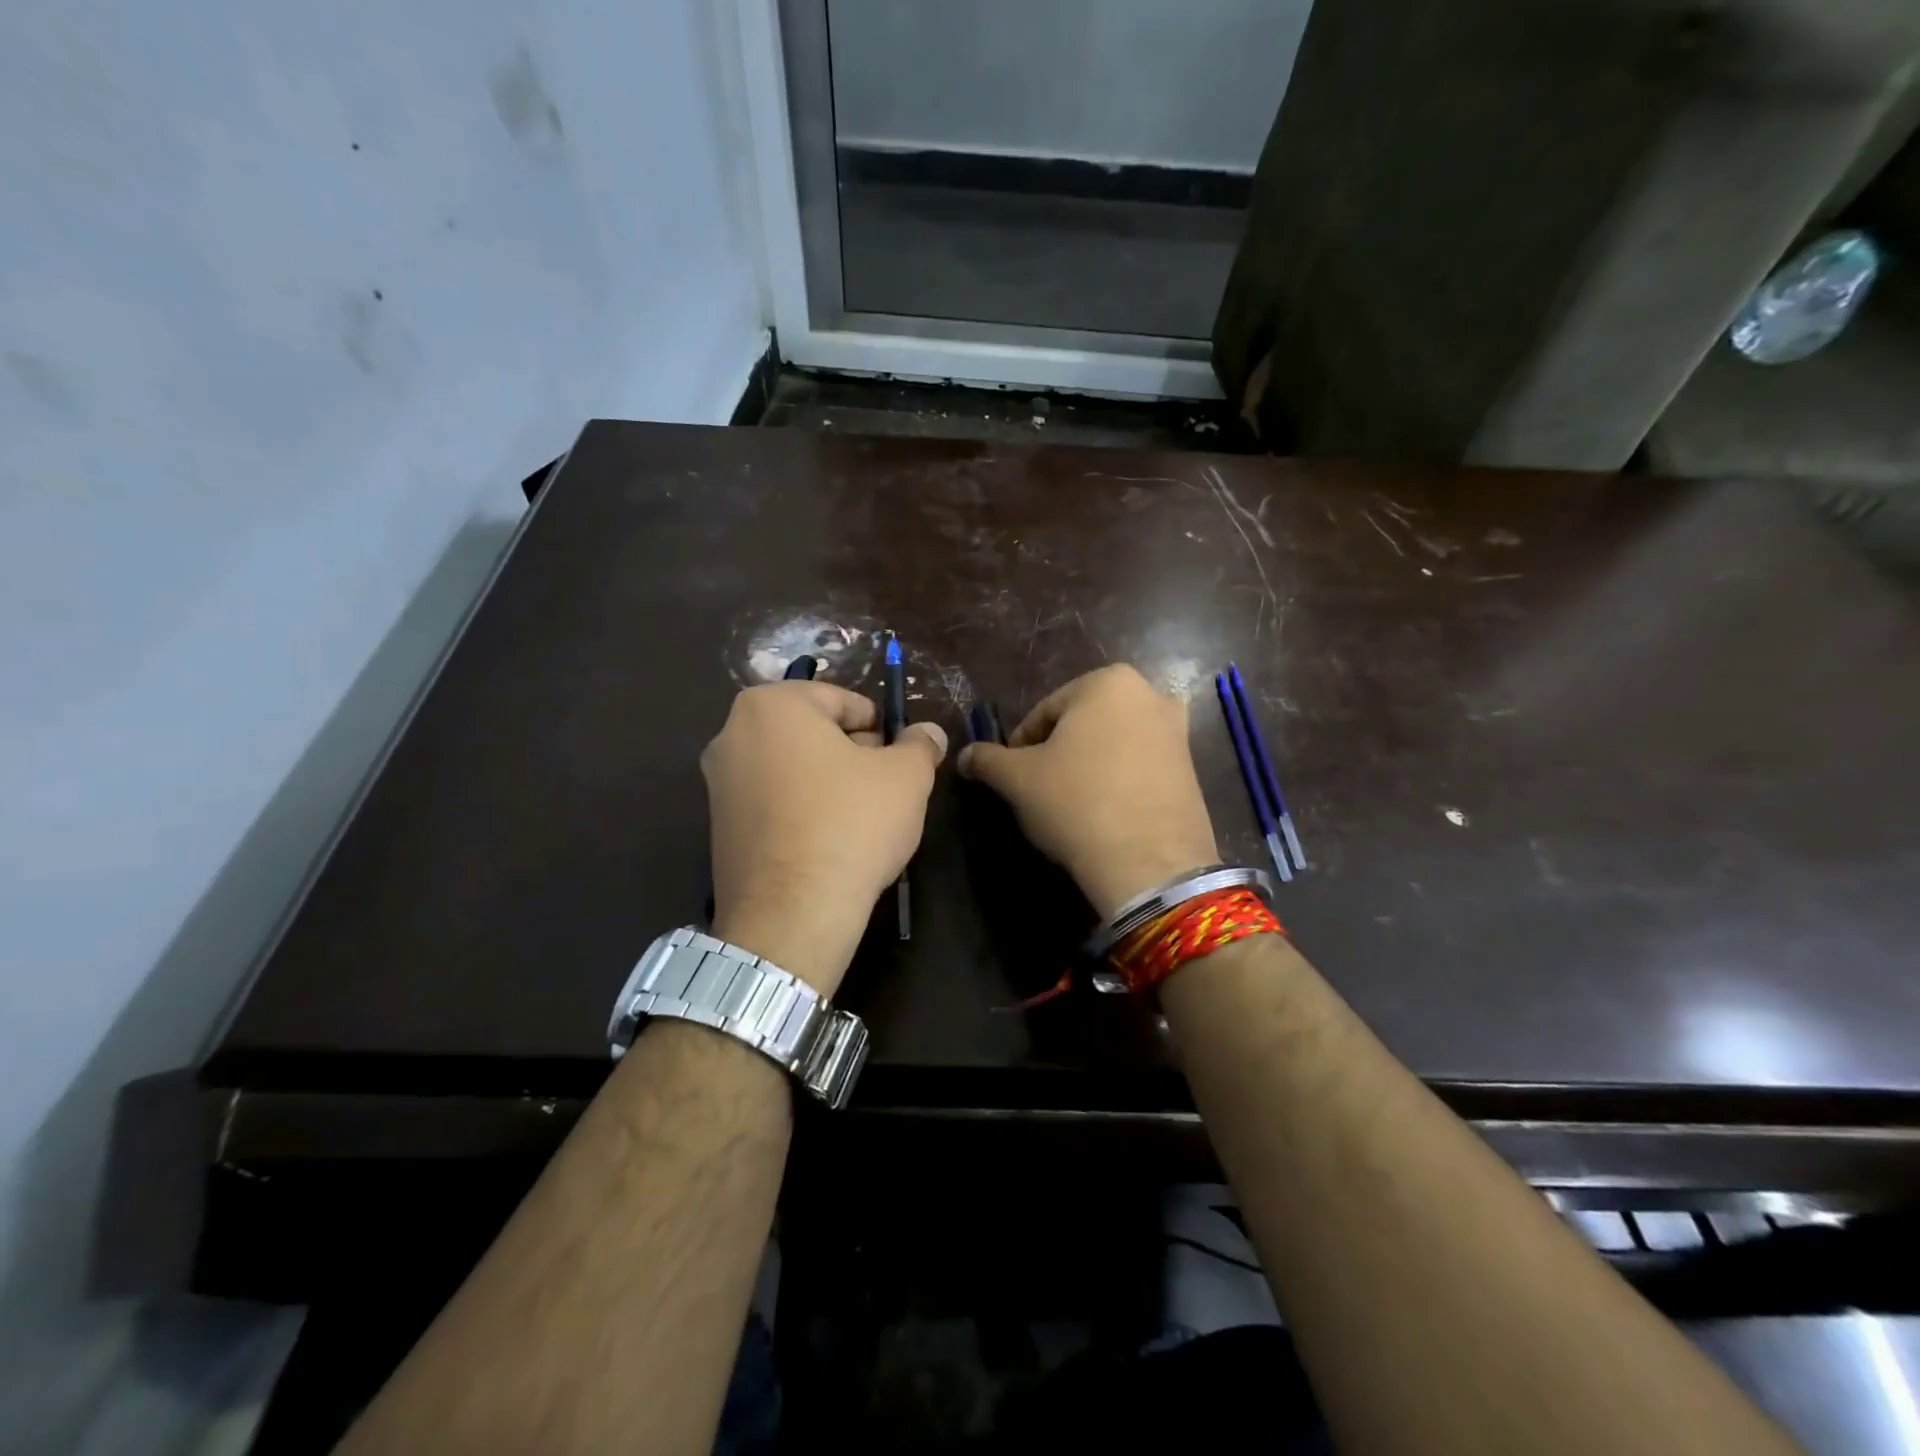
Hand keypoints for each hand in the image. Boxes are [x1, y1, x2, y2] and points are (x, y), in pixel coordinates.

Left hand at [702, 681, 947, 996]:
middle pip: (814, 732)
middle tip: (886, 788)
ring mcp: (719, 783)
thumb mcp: (907, 776)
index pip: (843, 701)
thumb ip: (920, 744)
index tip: (901, 760)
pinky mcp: (719, 826)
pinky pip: (774, 802)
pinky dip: (803, 810)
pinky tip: (830, 842)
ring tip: (862, 819)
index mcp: (772, 705)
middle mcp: (732, 733)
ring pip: (793, 768)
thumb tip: (929, 733)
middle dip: (853, 754)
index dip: (881, 729)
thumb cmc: (852, 824)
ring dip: (830, 783)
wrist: (793, 913)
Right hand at [957, 665, 1218, 915]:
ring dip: (1087, 766)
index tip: (1011, 776)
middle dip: (1058, 752)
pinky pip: (1139, 767)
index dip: (1021, 745)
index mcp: (1107, 682)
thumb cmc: (1076, 802)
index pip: (1045, 711)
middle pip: (1082, 724)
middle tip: (1038, 789)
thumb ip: (988, 759)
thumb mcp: (1018, 779)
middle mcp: (1149, 694)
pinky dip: (1117, 781)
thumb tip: (965, 756)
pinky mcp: (1192, 769)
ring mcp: (1177, 732)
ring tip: (1069, 804)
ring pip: (1112, 745)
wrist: (1149, 862)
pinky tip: (1103, 813)